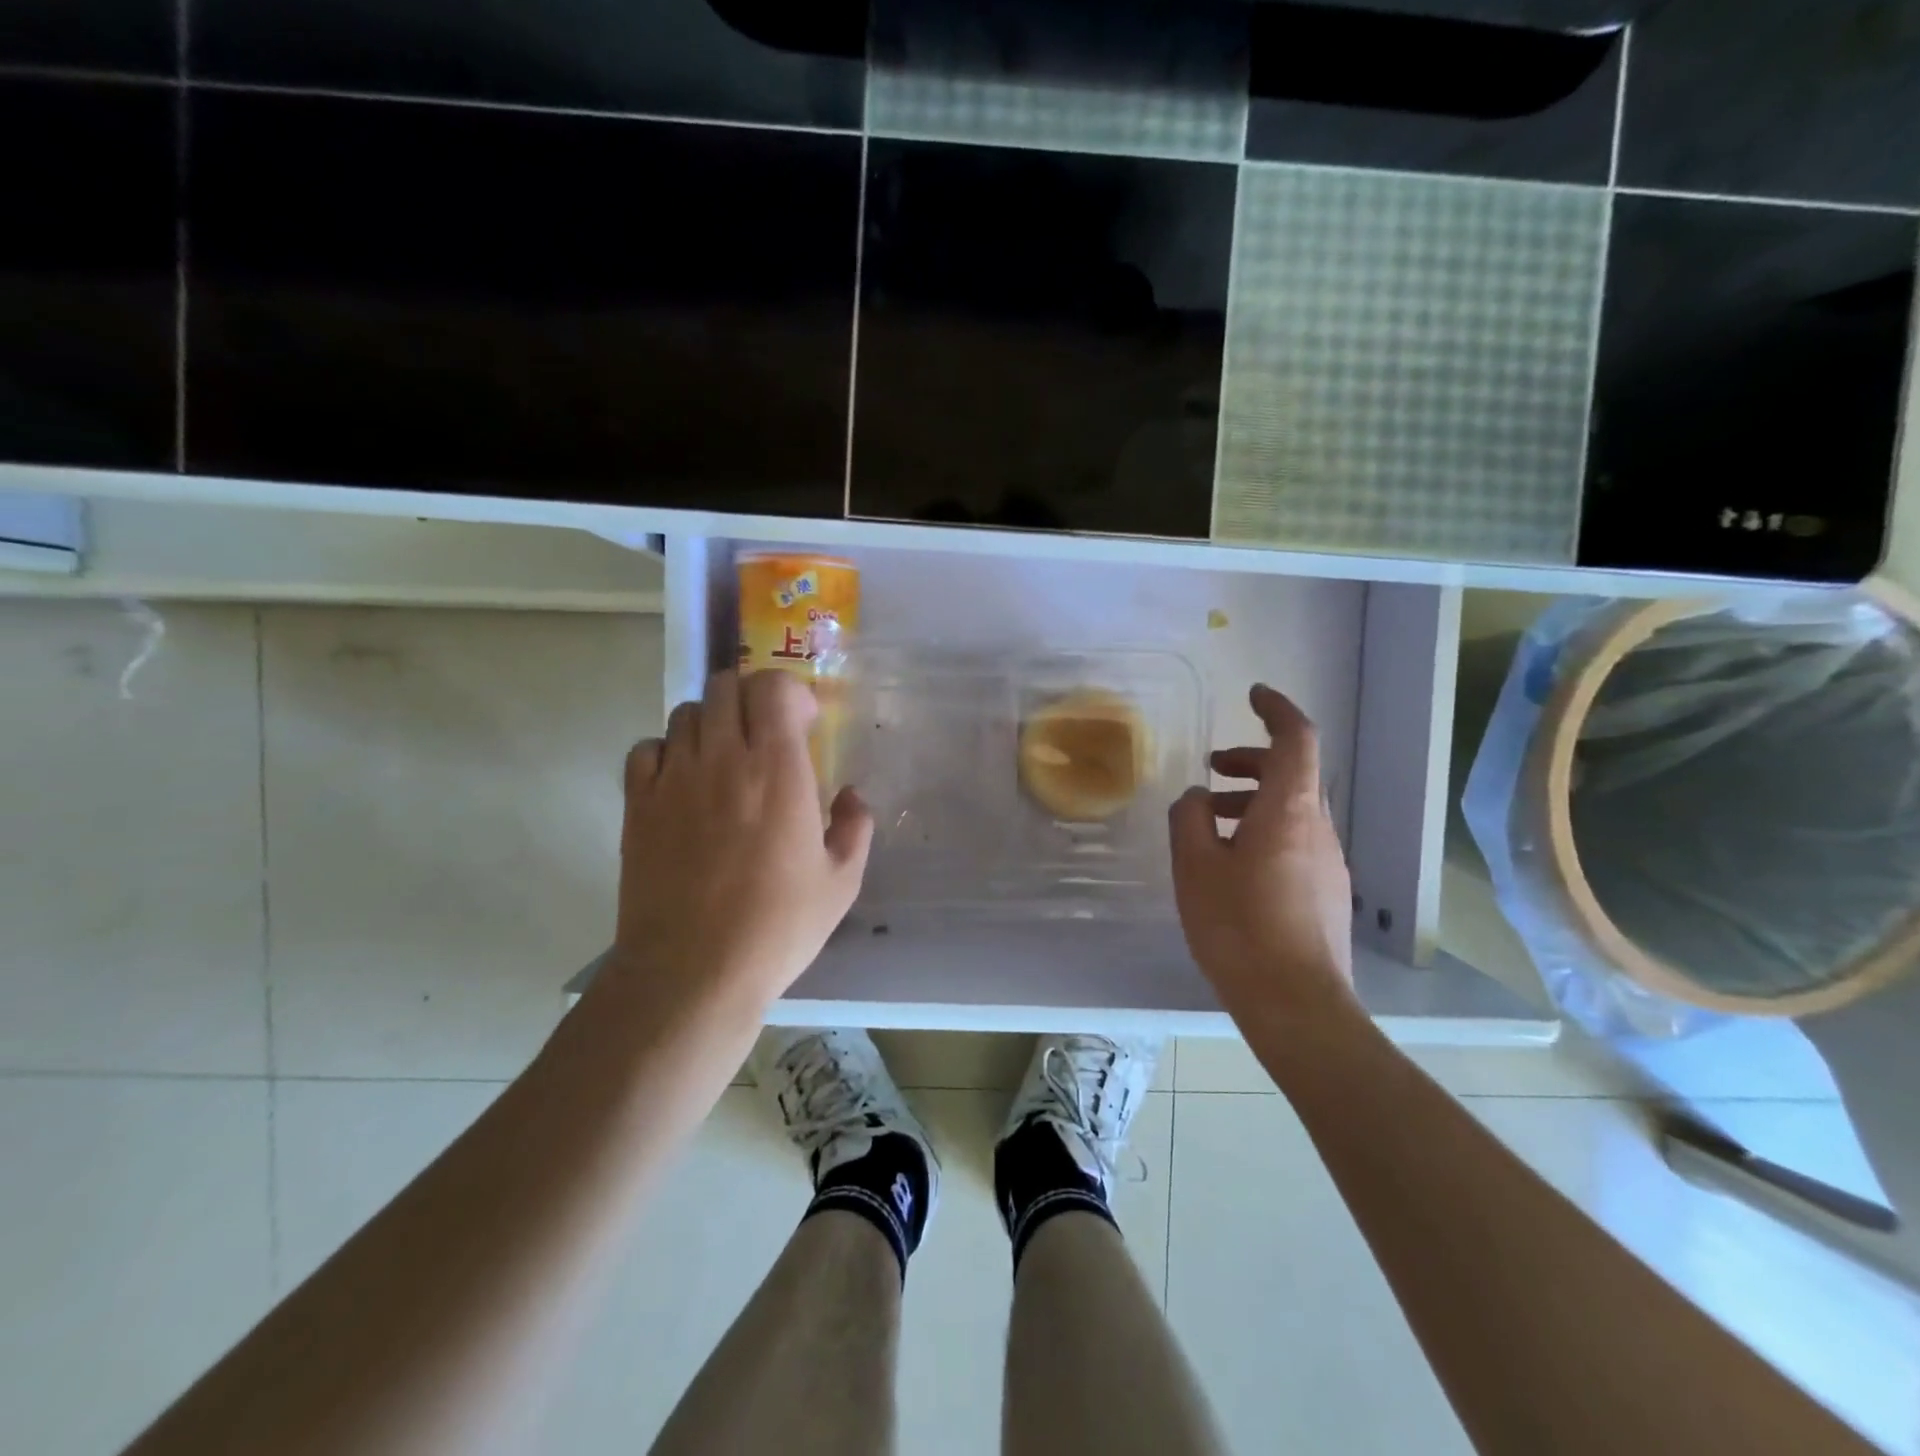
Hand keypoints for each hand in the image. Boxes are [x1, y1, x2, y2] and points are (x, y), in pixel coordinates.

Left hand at [609, 669, 872, 1022]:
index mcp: (777, 771)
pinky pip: (646, 749)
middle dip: (751, 699)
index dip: (790, 693)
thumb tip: (851, 796)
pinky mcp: (637, 805)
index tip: (803, 725)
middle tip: (766, 735)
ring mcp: (673, 779)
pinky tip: (683, 783)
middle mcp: (722, 760)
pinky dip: (667, 752)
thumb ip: (855, 827)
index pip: (772, 688)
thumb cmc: (777, 927)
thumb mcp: (841, 883)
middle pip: (725, 687)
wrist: (693, 972)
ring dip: (711, 723)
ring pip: (685, 713)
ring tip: (725, 759)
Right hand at [1169, 684, 1358, 1032]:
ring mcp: (1329, 862)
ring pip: (1292, 809)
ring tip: (1209, 821)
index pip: (1296, 739)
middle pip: (1292, 773)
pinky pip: (1296, 840)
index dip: (1277, 710)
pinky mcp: (1326, 891)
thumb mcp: (1195, 866)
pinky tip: (1231, 864)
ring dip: (1253, 800)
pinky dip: (1263, 830)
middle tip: (1212, 767)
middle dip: (1251, 761)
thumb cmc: (1239, 926)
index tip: (1254, 695)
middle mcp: (1319, 828)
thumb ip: (1189, 819)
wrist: (1297, 1003)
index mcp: (1290, 810)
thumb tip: (1197, 798)